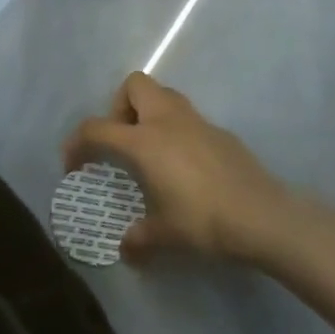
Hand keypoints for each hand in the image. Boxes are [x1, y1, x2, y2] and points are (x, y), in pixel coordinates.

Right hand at [63, 73, 291, 262]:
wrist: (261, 215)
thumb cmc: (204, 221)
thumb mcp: (165, 236)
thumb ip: (140, 238)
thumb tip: (126, 248)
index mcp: (144, 141)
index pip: (97, 127)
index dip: (77, 142)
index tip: (73, 163)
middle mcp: (167, 120)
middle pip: (134, 85)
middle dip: (120, 106)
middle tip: (122, 141)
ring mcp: (197, 121)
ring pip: (164, 94)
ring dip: (150, 113)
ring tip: (151, 151)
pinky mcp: (220, 131)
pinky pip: (188, 118)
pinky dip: (177, 130)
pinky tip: (185, 166)